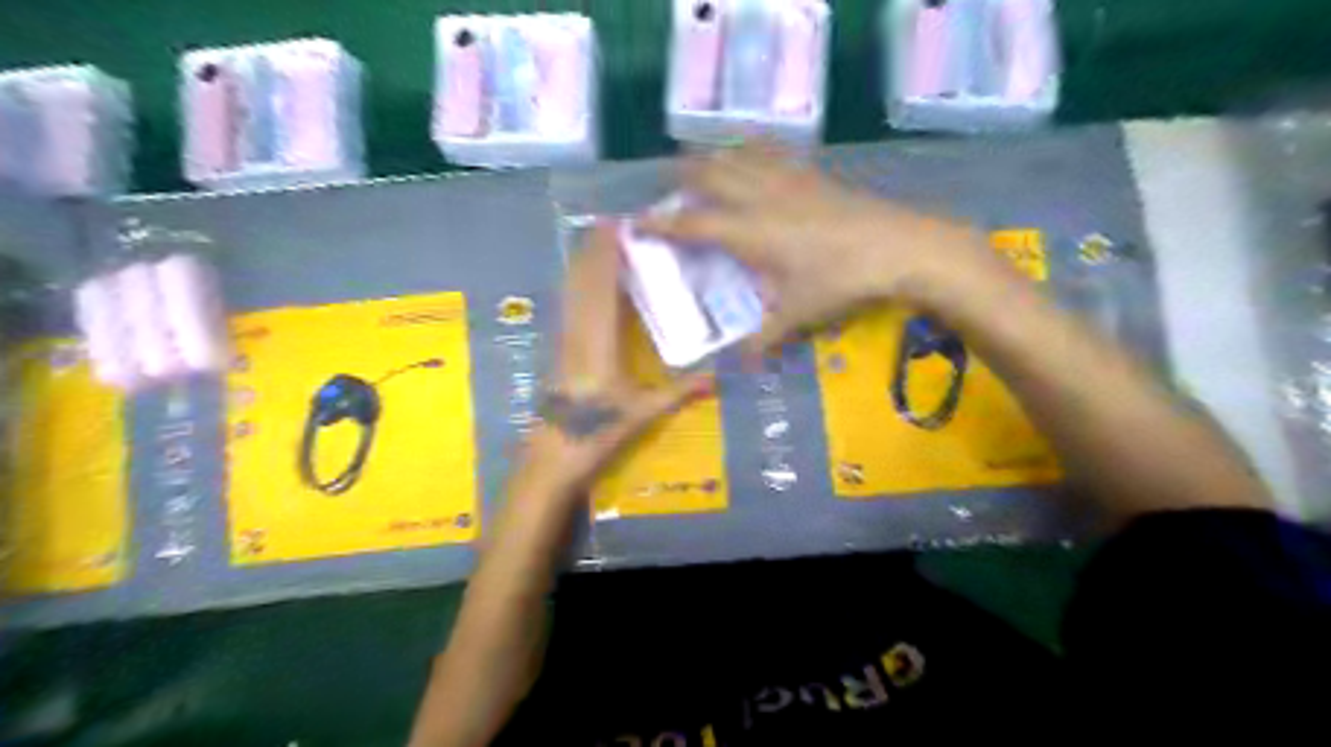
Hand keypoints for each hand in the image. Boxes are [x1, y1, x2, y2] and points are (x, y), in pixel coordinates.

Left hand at [515, 223, 712, 501]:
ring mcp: (564, 339)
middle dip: (594, 249)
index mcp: (598, 342)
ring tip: (599, 240)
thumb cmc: (598, 433)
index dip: (606, 255)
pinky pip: (568, 304)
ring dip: (583, 262)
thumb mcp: (644, 413)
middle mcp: (577, 332)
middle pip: (582, 281)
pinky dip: (577, 283)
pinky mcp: (558, 349)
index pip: (601, 287)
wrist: (553, 456)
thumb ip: (681, 392)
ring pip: (570, 290)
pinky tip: (584, 280)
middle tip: (612, 222)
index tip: (618, 226)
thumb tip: (718, 377)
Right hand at [644, 143, 996, 357]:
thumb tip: (738, 369)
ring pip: (738, 156)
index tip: (635, 222)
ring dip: (713, 158)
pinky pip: (772, 152)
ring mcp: (787, 180)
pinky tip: (752, 152)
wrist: (900, 248)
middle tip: (667, 188)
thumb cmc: (841, 283)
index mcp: (749, 233)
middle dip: (681, 178)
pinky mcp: (812, 175)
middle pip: (709, 175)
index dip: (660, 224)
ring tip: (700, 164)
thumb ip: (763, 341)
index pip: (692, 224)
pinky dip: (751, 149)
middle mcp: (759, 198)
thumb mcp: (798, 316)